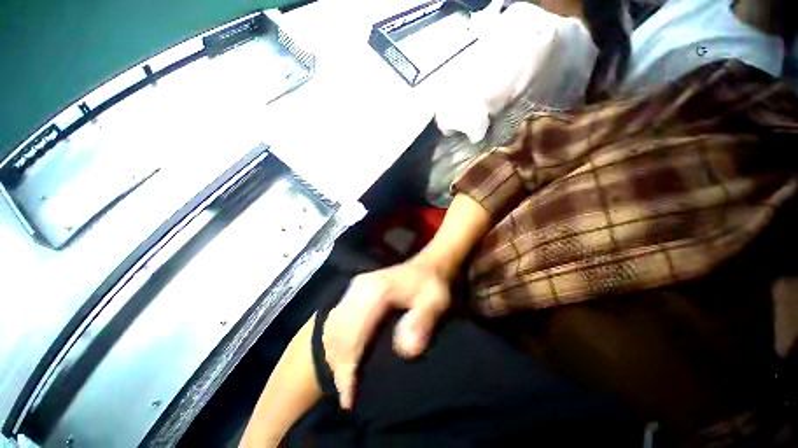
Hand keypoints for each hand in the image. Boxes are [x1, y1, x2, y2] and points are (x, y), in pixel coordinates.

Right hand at [322, 261, 450, 409]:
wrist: (426, 267)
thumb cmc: (432, 287)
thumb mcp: (436, 302)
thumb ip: (423, 321)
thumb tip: (406, 350)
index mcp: (378, 290)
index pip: (354, 332)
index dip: (348, 366)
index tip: (350, 397)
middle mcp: (361, 287)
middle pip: (339, 329)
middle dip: (338, 364)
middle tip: (347, 394)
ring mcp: (357, 286)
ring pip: (334, 323)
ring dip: (334, 353)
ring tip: (344, 380)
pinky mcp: (356, 288)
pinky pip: (337, 316)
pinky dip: (336, 339)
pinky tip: (342, 354)